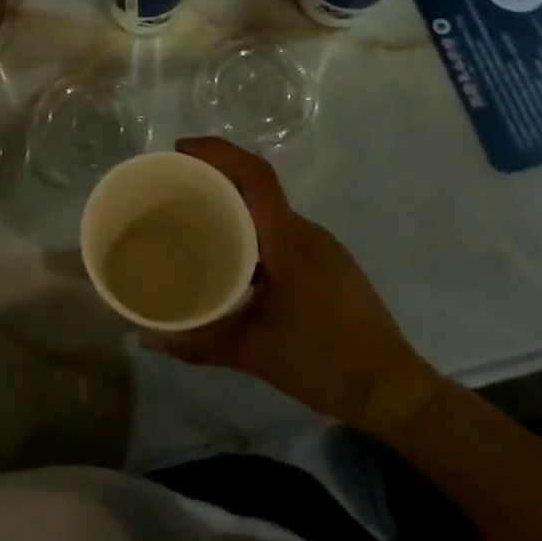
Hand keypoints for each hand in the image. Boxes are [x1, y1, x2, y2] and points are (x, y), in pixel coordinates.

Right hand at [146, 136, 445, 445]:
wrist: (393, 391)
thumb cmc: (324, 361)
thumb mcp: (253, 352)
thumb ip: (197, 342)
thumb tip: (148, 337)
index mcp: (289, 238)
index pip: (255, 174)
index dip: (217, 151)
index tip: (180, 149)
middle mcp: (307, 232)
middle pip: (257, 187)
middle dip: (216, 178)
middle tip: (174, 187)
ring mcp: (322, 248)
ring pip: (269, 213)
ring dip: (233, 207)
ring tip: (194, 222)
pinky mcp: (328, 266)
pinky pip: (281, 233)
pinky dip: (251, 232)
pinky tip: (232, 260)